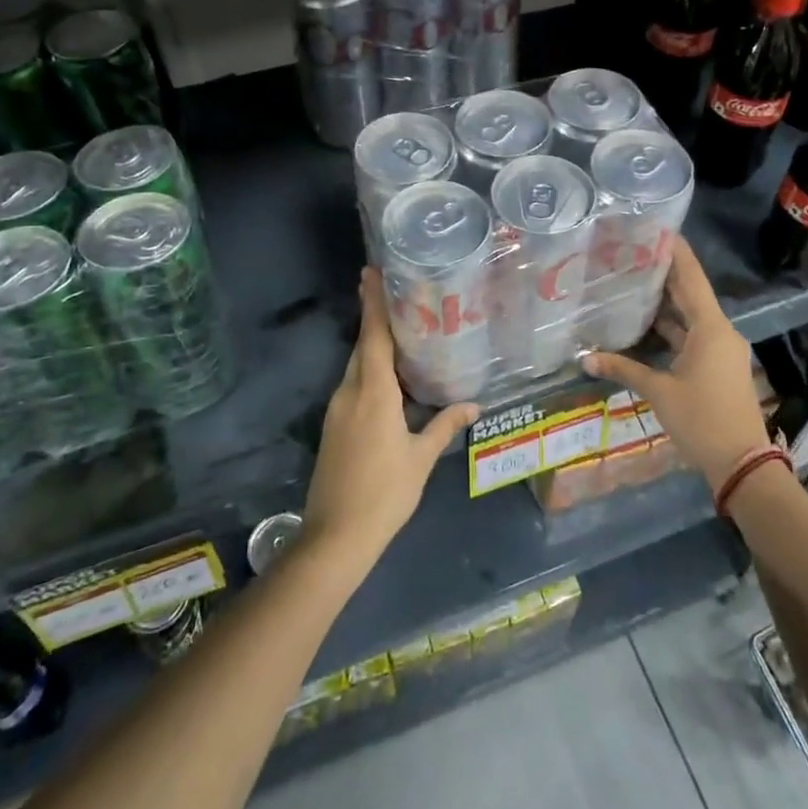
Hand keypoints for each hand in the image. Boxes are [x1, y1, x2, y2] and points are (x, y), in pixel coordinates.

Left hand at [302, 268, 477, 572]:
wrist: (336, 536)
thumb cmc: (385, 493)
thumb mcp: (421, 458)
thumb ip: (445, 425)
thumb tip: (474, 405)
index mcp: (373, 393)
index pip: (374, 337)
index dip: (372, 303)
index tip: (369, 272)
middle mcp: (350, 392)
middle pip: (363, 348)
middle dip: (376, 321)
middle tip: (400, 299)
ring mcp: (336, 410)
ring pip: (357, 368)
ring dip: (375, 349)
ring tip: (403, 336)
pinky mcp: (333, 427)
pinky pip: (353, 387)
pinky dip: (370, 374)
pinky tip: (391, 382)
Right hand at [585, 237, 768, 490]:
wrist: (742, 464)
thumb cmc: (702, 420)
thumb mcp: (659, 392)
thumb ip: (623, 369)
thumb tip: (584, 358)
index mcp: (711, 328)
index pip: (691, 277)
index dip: (675, 252)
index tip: (657, 228)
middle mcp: (719, 331)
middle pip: (690, 294)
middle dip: (664, 273)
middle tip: (631, 251)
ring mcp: (720, 349)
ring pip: (689, 316)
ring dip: (664, 302)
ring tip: (631, 281)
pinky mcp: (716, 365)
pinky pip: (691, 335)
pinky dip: (670, 327)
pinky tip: (644, 323)